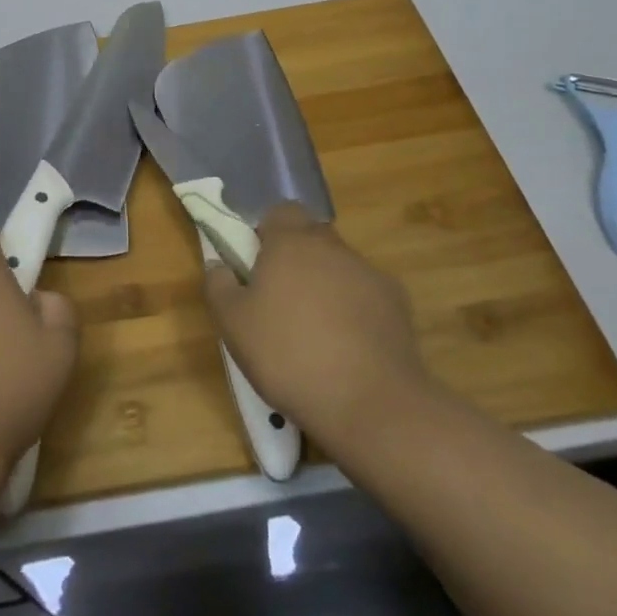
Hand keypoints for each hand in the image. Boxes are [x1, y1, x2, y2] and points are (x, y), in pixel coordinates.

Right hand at [203, 203, 435, 459]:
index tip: (257, 265)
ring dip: (326, 285)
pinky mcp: (398, 305)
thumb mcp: (232, 324)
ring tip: (316, 331)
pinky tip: (348, 347)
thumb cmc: (288, 354)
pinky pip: (366, 296)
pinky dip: (355, 311)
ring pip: (340, 267)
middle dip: (297, 259)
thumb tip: (218, 265)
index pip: (280, 212)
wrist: (371, 404)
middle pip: (311, 237)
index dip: (267, 233)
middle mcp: (333, 247)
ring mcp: (370, 274)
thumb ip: (218, 285)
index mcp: (291, 242)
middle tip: (280, 300)